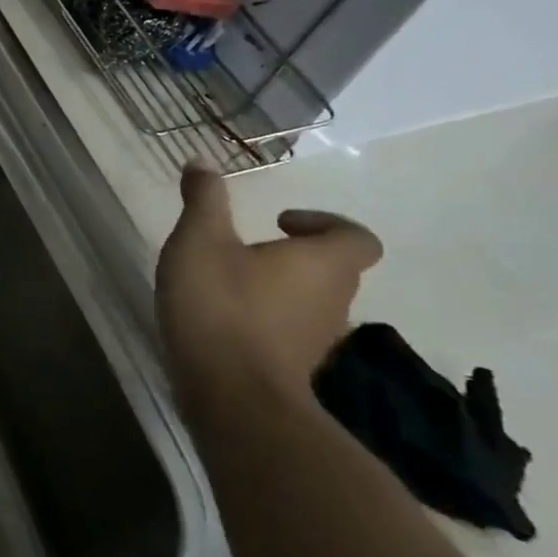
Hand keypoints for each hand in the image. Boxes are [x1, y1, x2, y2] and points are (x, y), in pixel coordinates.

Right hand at [156, 165, 382, 404]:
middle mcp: (334, 301)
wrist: (230, 395)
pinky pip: (289, 332)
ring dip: (279, 288)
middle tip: (245, 249)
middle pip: (333, 270)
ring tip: (227, 282)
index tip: (278, 222)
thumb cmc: (221, 305)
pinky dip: (266, 320)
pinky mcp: (294, 369)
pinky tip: (222, 318)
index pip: (357, 237)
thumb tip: (201, 161)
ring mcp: (317, 341)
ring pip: (310, 303)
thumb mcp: (200, 241)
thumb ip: (204, 200)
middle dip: (293, 255)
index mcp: (322, 264)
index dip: (324, 223)